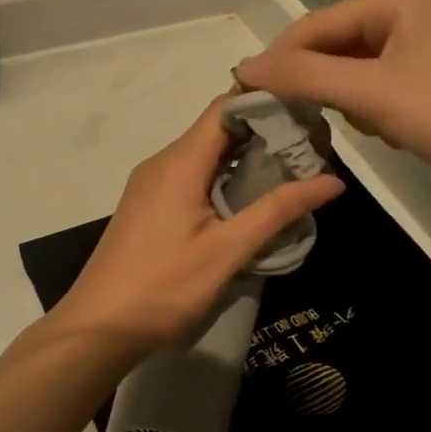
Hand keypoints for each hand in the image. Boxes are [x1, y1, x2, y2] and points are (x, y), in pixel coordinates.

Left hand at [52, 96, 344, 354]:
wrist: (98, 328)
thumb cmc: (163, 287)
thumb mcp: (226, 251)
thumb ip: (277, 211)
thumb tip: (333, 180)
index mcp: (179, 163)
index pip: (225, 108)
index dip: (265, 103)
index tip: (306, 113)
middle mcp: (162, 163)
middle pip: (216, 130)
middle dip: (263, 134)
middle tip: (310, 148)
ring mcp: (151, 184)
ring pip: (204, 155)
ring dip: (244, 159)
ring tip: (291, 172)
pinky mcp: (148, 205)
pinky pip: (191, 177)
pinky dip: (223, 178)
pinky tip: (250, 200)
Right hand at [234, 0, 430, 184]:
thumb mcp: (369, 92)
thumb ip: (304, 76)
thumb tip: (243, 67)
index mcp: (397, 1)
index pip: (317, 23)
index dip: (280, 57)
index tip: (247, 92)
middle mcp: (410, 14)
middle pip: (338, 45)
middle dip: (324, 83)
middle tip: (303, 117)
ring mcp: (426, 47)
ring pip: (358, 71)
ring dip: (352, 100)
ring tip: (371, 126)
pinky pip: (382, 87)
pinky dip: (376, 110)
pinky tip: (394, 131)